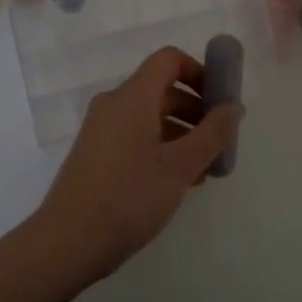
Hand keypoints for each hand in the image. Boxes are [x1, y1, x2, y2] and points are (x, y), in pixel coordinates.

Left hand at [28, 46, 242, 281]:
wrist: (68, 242)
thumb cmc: (129, 196)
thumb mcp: (180, 167)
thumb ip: (212, 134)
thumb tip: (234, 106)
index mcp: (132, 97)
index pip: (168, 60)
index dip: (199, 72)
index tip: (221, 101)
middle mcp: (114, 104)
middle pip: (161, 89)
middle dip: (196, 110)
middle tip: (221, 142)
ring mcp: (101, 130)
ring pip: (150, 117)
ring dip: (181, 134)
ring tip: (205, 169)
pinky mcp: (96, 154)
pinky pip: (135, 137)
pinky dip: (160, 148)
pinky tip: (178, 181)